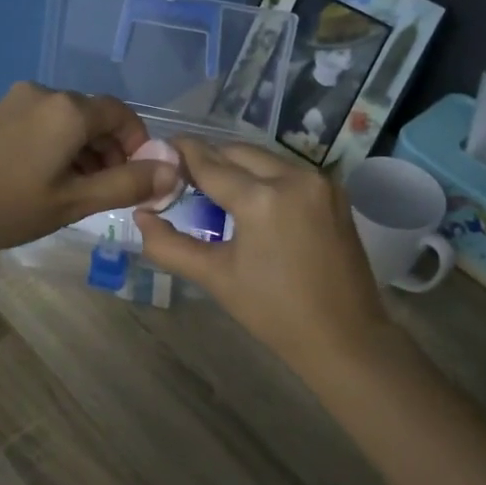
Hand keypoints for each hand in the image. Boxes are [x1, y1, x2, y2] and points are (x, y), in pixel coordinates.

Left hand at [0, 83, 179, 254]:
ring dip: (84, 151)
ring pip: (68, 121)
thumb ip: (127, 185)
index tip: (137, 179)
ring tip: (76, 193)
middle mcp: (45, 93)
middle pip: (95, 116)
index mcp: (69, 109)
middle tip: (106, 193)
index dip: (138, 145)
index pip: (122, 115)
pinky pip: (43, 123)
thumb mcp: (74, 202)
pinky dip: (58, 146)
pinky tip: (45, 180)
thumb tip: (174, 171)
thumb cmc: (6, 206)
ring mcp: (17, 101)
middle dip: (110, 152)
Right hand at [133, 137, 390, 372]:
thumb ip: (170, 245)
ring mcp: (319, 182)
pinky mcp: (333, 192)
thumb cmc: (274, 312)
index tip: (161, 148)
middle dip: (209, 158)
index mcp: (261, 198)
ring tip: (214, 186)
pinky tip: (250, 196)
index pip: (210, 164)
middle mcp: (293, 177)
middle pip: (238, 152)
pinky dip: (264, 175)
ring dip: (237, 165)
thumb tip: (140, 216)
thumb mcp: (215, 277)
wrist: (344, 336)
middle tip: (183, 174)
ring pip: (265, 158)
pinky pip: (288, 170)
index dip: (182, 153)